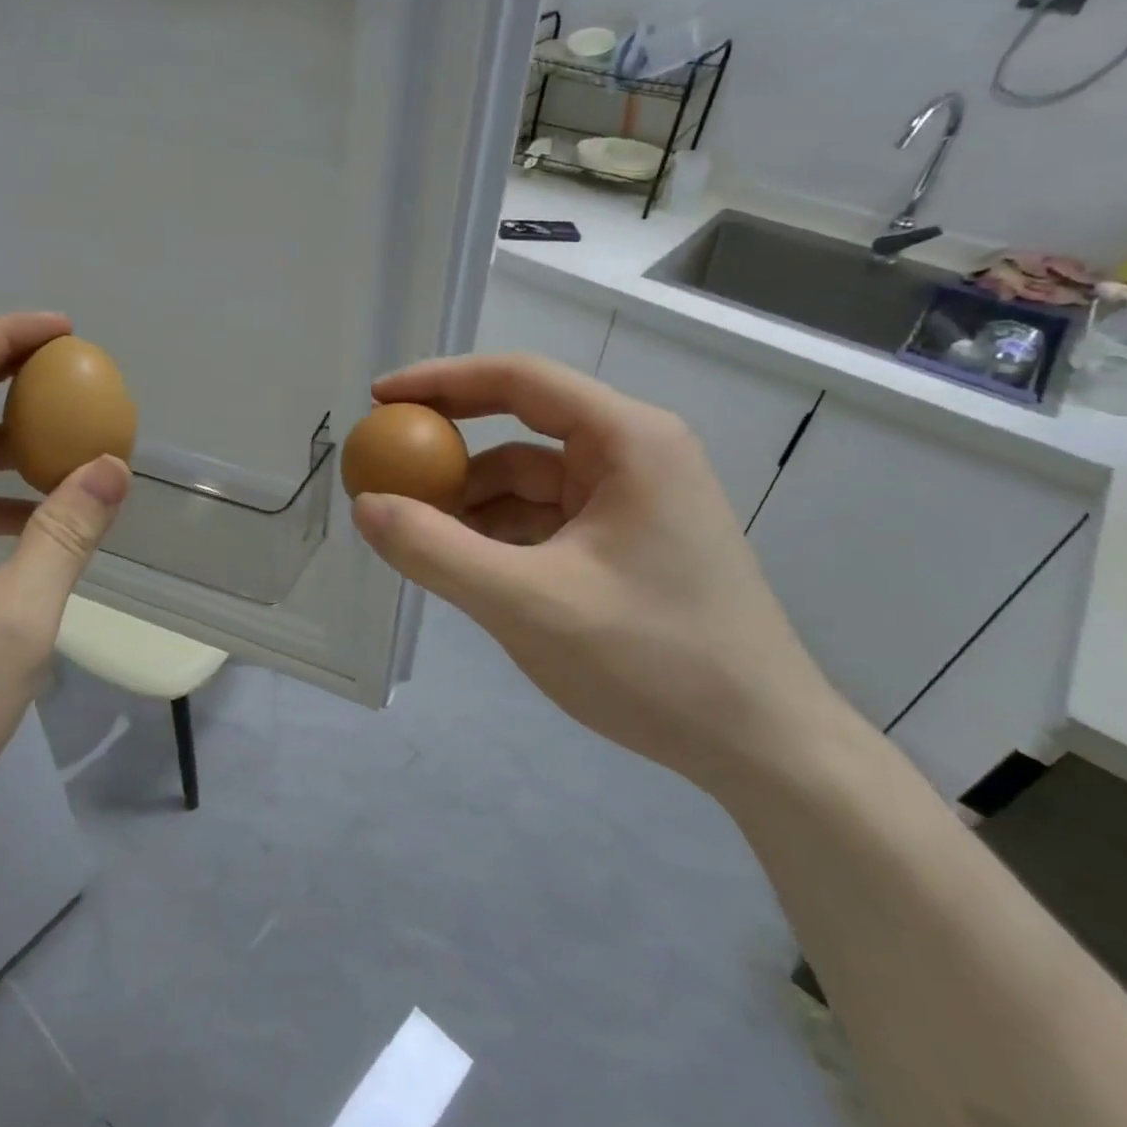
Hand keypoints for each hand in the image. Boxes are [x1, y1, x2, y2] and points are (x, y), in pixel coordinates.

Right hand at [351, 353, 841, 789]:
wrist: (762, 747)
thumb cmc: (653, 662)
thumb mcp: (527, 604)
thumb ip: (435, 551)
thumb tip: (364, 505)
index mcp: (627, 440)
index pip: (518, 379)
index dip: (441, 381)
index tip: (379, 400)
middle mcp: (634, 454)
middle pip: (521, 426)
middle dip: (451, 449)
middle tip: (385, 468)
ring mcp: (632, 499)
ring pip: (528, 480)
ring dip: (470, 501)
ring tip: (415, 533)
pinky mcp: (626, 541)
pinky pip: (544, 519)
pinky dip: (498, 533)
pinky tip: (462, 563)